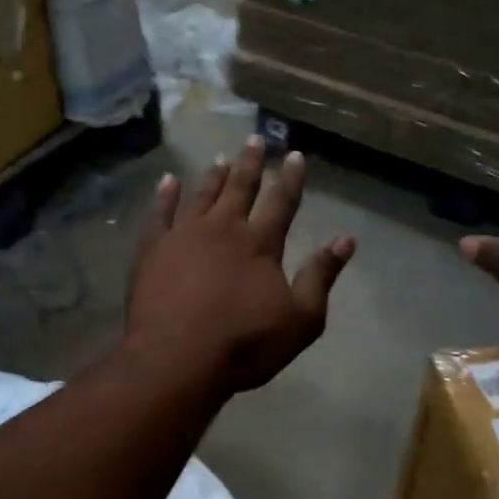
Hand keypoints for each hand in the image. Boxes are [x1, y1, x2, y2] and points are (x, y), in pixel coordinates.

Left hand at [127, 136, 355, 395]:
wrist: (177, 359)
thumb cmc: (244, 344)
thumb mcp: (300, 319)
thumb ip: (321, 276)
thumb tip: (346, 240)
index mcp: (260, 244)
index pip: (281, 202)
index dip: (290, 178)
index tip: (295, 155)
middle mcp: (223, 229)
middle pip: (240, 187)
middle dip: (251, 163)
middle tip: (255, 139)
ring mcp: (184, 236)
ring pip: (202, 195)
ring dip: (213, 175)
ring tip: (221, 157)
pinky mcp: (153, 249)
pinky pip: (159, 213)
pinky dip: (165, 195)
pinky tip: (168, 181)